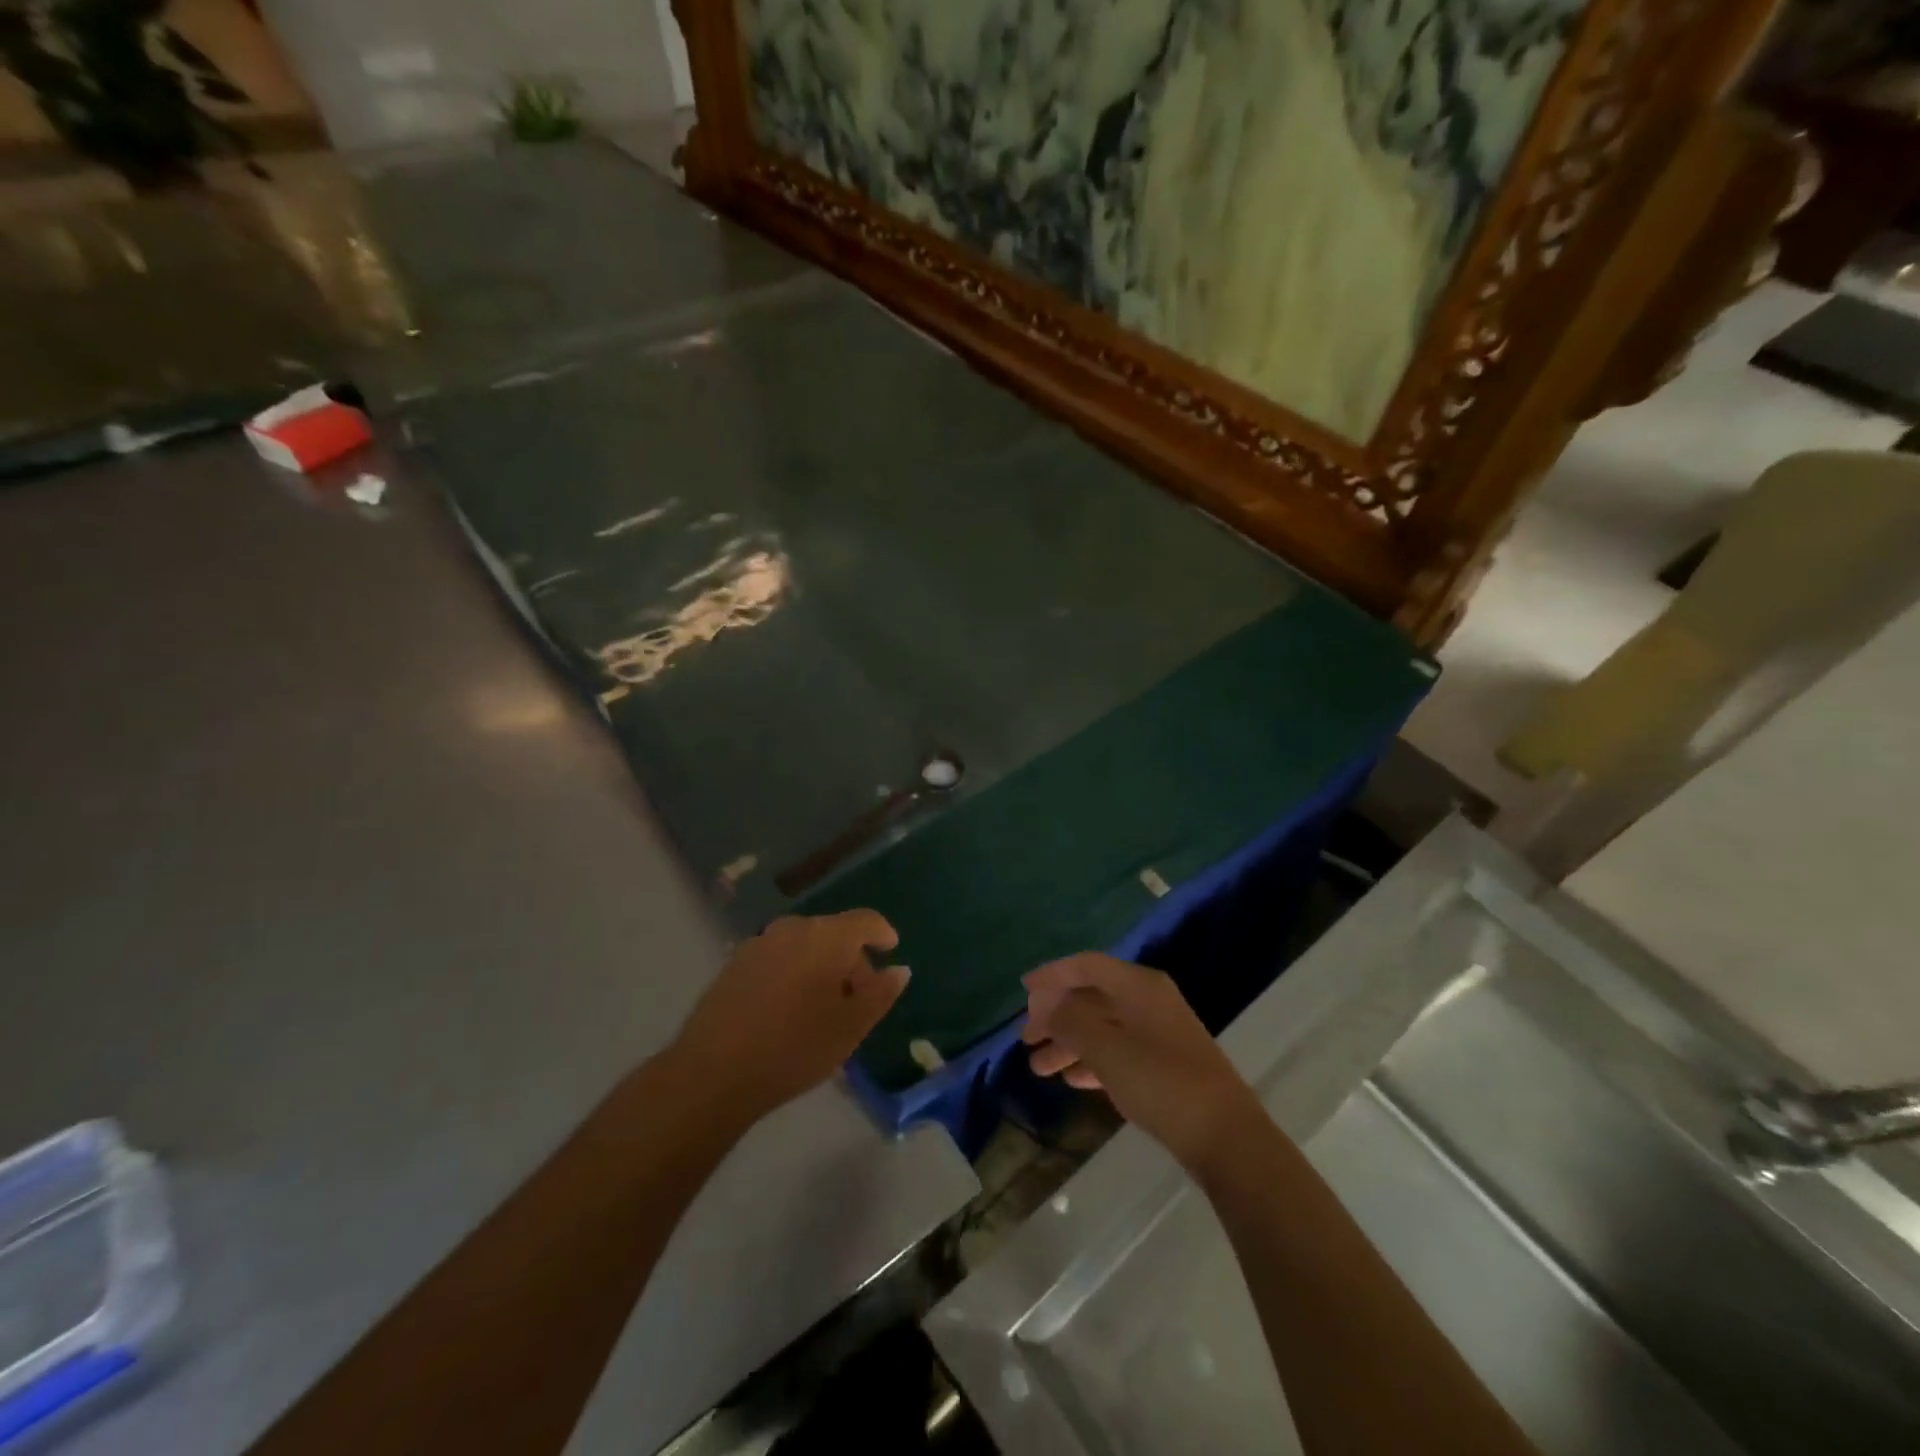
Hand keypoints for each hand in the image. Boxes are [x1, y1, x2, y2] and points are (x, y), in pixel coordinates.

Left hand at [670, 911, 908, 1124]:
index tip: (891, 949)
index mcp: (826, 937)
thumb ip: (880, 994)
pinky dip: (794, 972)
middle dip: (851, 958)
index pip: (865, 920)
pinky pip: (778, 957)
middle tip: (859, 996)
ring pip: (804, 945)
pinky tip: (790, 1008)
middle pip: (833, 933)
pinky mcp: (735, 963)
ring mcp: (760, 943)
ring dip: (821, 965)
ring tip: (824, 1007)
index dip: (882, 932)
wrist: (713, 1072)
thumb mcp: (850, 1028)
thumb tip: (899, 969)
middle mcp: (793, 928)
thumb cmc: (794, 1048)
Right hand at [1023, 953, 1263, 1176]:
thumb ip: (1070, 1020)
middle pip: (1092, 997)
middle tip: (1026, 1039)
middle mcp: (1148, 1000)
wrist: (1225, 1136)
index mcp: (1137, 985)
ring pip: (1103, 1026)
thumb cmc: (1160, 1082)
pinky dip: (1092, 1059)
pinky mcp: (1164, 1064)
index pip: (1086, 966)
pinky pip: (1118, 1050)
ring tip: (1038, 1068)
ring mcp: (1158, 1032)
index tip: (1022, 990)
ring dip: (1069, 1042)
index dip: (1052, 974)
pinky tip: (1071, 1079)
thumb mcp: (1106, 1048)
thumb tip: (1044, 1001)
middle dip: (1056, 1015)